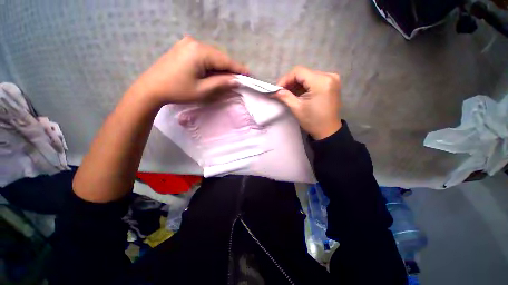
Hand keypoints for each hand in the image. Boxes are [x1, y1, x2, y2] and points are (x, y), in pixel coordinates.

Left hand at [128, 36, 247, 104]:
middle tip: (238, 79)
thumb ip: (221, 83)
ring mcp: (187, 43)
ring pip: (212, 55)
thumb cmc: (178, 90)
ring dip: (221, 66)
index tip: (250, 74)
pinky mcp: (183, 47)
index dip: (239, 68)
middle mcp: (194, 42)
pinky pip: (204, 54)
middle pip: (219, 56)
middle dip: (230, 68)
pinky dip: (211, 64)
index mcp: (199, 52)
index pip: (225, 60)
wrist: (151, 88)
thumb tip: (236, 80)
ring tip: (228, 77)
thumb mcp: (203, 90)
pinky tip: (214, 72)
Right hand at [275, 66, 341, 139]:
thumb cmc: (312, 121)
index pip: (298, 72)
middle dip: (290, 82)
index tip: (277, 89)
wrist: (328, 130)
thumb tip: (274, 91)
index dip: (285, 79)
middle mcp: (329, 76)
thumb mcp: (296, 108)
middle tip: (281, 92)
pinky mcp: (331, 83)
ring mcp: (332, 78)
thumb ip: (285, 96)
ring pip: (308, 76)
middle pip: (303, 73)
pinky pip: (314, 79)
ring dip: (296, 84)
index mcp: (321, 82)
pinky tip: (298, 93)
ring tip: (288, 93)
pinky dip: (304, 85)